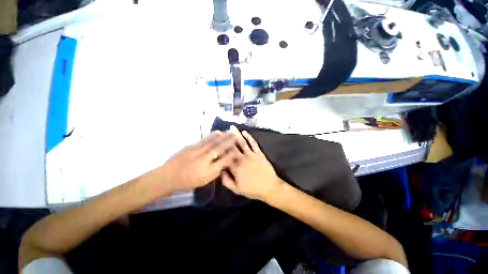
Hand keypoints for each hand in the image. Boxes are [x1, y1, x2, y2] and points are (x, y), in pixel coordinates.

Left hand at [150, 130, 241, 192]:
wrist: (169, 175)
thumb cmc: (188, 181)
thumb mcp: (205, 181)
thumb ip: (216, 172)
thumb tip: (225, 163)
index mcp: (209, 170)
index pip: (224, 160)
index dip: (232, 154)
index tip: (238, 148)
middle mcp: (205, 159)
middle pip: (220, 149)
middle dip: (229, 141)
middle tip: (236, 135)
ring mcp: (198, 151)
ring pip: (213, 142)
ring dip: (223, 137)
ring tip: (230, 132)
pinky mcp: (192, 146)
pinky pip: (205, 140)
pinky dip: (212, 136)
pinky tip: (218, 132)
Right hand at [221, 127, 283, 200]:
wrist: (269, 187)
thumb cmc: (252, 189)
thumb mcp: (237, 189)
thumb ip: (226, 180)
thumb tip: (220, 170)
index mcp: (236, 167)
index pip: (225, 156)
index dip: (220, 149)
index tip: (215, 142)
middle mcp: (242, 158)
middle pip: (233, 146)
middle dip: (226, 138)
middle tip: (221, 130)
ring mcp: (251, 154)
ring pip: (242, 142)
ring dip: (236, 134)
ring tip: (231, 127)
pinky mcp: (259, 153)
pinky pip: (253, 143)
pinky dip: (249, 137)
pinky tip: (244, 132)